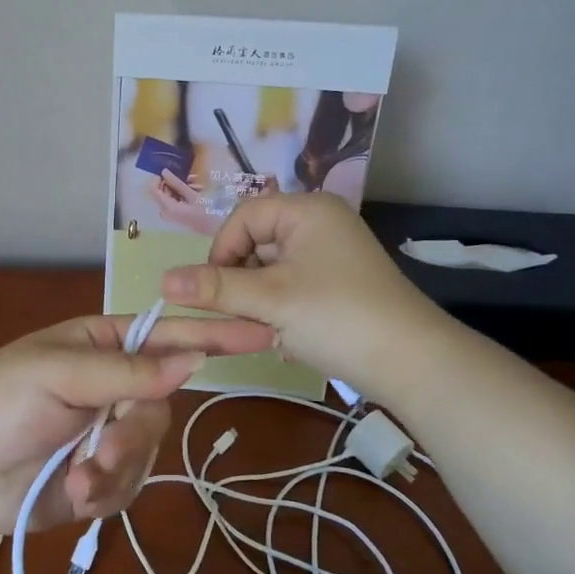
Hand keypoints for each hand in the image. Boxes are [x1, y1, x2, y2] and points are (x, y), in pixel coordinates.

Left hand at [0, 313, 274, 536]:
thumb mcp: (59, 373)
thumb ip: (128, 371)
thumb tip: (195, 359)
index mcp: (104, 346)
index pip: (170, 335)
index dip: (215, 335)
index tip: (263, 332)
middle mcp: (114, 387)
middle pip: (162, 406)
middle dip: (135, 434)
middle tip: (102, 449)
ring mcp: (108, 434)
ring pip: (149, 450)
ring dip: (116, 468)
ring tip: (77, 478)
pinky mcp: (100, 478)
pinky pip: (129, 485)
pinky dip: (104, 493)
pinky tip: (72, 493)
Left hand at [150, 170, 221, 235]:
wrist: (216, 229)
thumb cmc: (205, 212)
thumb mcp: (192, 195)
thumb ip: (176, 183)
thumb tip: (164, 171)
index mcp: (167, 208)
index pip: (153, 190)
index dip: (158, 178)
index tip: (168, 170)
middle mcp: (165, 212)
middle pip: (163, 191)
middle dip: (175, 182)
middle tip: (189, 176)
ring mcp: (171, 214)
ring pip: (171, 194)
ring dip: (183, 187)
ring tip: (197, 183)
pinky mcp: (177, 214)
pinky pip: (176, 200)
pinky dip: (184, 194)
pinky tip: (197, 189)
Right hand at [159, 193, 446, 394]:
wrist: (413, 362)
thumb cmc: (337, 316)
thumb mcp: (271, 300)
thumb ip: (215, 288)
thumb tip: (161, 281)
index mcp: (307, 210)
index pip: (243, 217)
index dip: (221, 251)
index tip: (214, 291)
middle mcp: (320, 224)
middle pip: (257, 242)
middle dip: (241, 280)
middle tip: (240, 315)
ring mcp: (332, 255)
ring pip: (272, 269)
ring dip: (258, 299)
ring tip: (266, 329)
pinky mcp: (339, 285)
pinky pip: (293, 286)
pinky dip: (280, 308)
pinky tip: (284, 335)